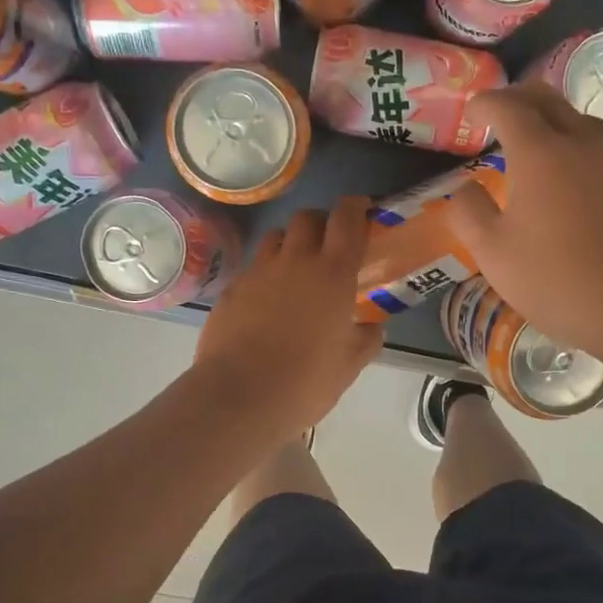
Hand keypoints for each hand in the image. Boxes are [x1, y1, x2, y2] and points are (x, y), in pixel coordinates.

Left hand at [194, 197, 383, 438]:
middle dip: (322, 223)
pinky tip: (268, 302)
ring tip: (296, 271)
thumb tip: (371, 326)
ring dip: (291, 244)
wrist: (238, 396)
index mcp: (332, 272)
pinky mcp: (231, 288)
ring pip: (276, 237)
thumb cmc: (305, 380)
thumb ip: (367, 337)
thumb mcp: (350, 364)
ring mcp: (258, 272)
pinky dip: (266, 274)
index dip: (356, 206)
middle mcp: (295, 260)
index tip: (363, 211)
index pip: (346, 217)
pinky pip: (254, 268)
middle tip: (330, 247)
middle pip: (307, 217)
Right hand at [444, 83, 602, 366]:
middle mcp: (585, 142)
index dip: (487, 102)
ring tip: (551, 151)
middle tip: (508, 115)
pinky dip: (596, 163)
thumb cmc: (558, 281)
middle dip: (523, 99)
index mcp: (539, 153)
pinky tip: (595, 191)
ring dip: (562, 128)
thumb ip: (470, 213)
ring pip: (589, 126)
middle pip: (551, 100)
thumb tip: (467, 187)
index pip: (508, 105)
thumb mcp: (493, 255)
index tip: (475, 109)